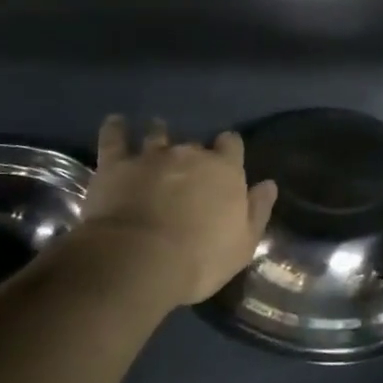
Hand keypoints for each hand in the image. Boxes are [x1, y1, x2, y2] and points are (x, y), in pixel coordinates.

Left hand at [79, 116, 277, 306]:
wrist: (140, 260)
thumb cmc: (200, 258)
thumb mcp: (243, 244)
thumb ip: (257, 210)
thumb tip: (268, 184)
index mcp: (225, 170)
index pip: (232, 145)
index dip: (228, 149)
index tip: (224, 158)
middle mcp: (190, 154)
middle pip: (194, 144)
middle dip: (191, 153)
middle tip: (186, 167)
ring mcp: (151, 156)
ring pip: (157, 135)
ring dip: (159, 133)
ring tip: (157, 132)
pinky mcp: (116, 165)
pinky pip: (114, 138)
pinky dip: (115, 128)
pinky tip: (115, 121)